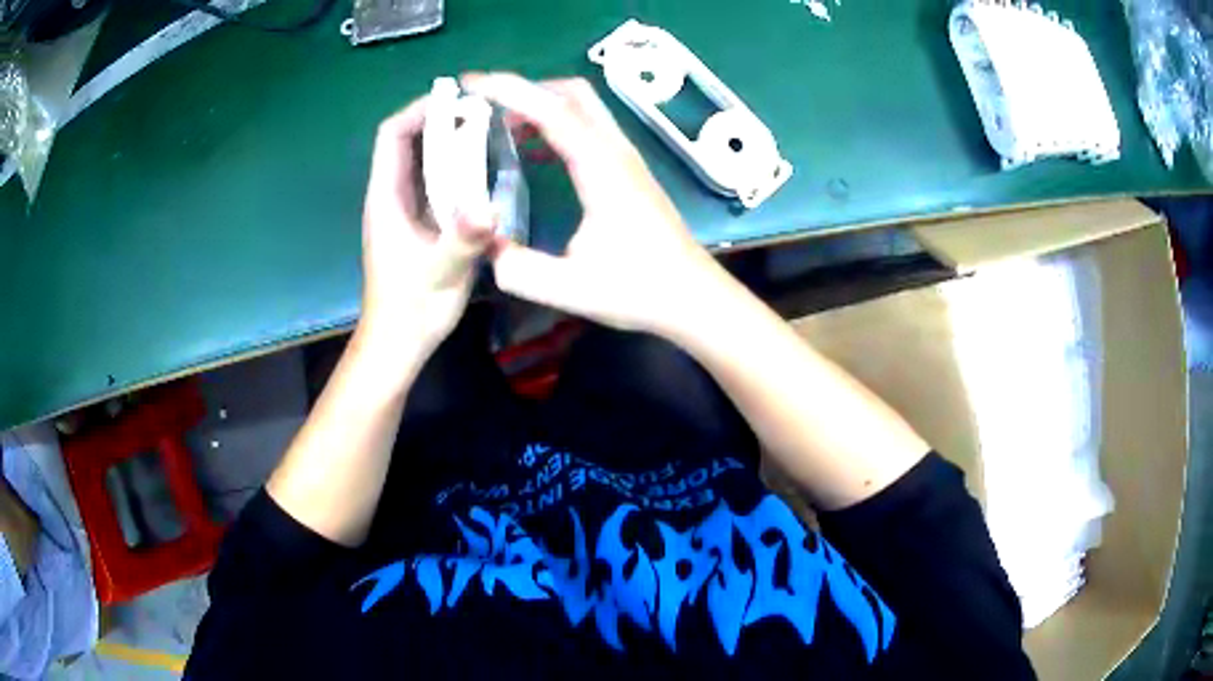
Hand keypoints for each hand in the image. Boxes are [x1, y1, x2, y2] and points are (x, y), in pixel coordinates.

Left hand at [357, 97, 494, 367]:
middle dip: (442, 120)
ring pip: (424, 160)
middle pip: (409, 141)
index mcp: (387, 197)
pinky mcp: (419, 223)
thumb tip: (490, 207)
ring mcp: (406, 209)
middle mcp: (393, 195)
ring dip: (451, 141)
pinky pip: (436, 183)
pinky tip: (485, 170)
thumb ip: (462, 240)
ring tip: (489, 131)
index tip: (457, 100)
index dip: (420, 110)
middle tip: (484, 112)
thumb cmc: (411, 308)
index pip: (393, 135)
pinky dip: (457, 168)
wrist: (399, 342)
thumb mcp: (439, 273)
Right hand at [463, 73, 722, 334]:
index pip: (552, 109)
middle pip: (571, 93)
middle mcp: (616, 151)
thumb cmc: (640, 290)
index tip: (470, 84)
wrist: (692, 296)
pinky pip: (588, 128)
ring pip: (582, 107)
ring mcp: (626, 157)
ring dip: (541, 105)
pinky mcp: (628, 170)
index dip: (509, 90)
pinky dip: (555, 124)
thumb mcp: (569, 288)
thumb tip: (483, 242)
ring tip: (498, 125)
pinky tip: (532, 151)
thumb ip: (517, 268)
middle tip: (484, 107)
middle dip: (524, 90)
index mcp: (601, 168)